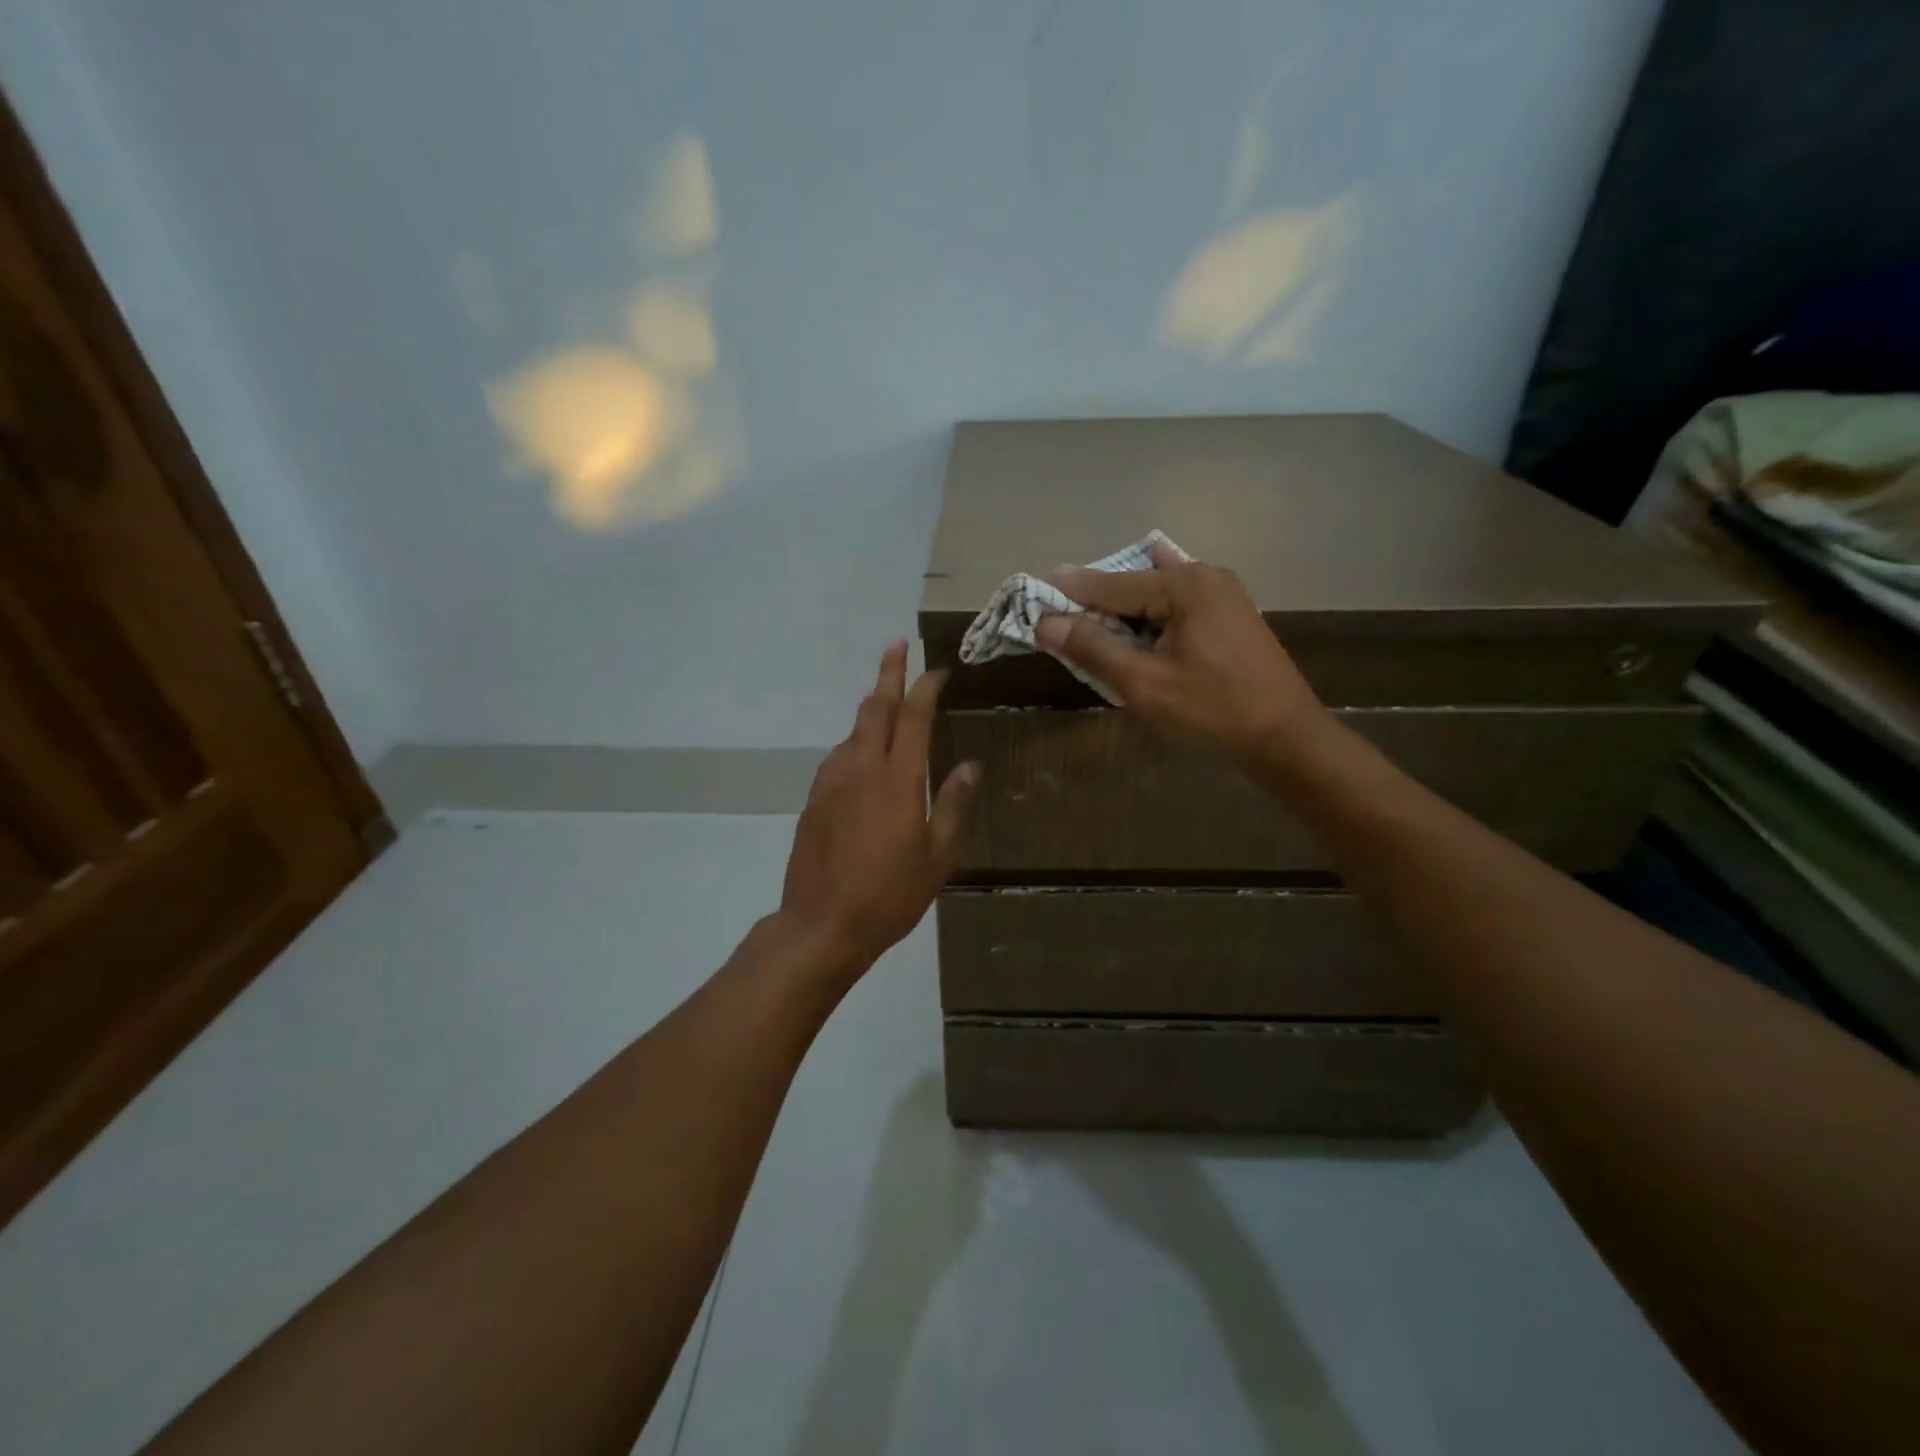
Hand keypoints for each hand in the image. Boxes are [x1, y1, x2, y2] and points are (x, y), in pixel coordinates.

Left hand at [779, 642, 979, 976]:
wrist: (821, 924)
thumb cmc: (890, 895)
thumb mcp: (938, 857)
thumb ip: (953, 805)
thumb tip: (970, 766)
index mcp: (898, 780)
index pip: (913, 717)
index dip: (925, 687)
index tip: (938, 670)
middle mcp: (861, 769)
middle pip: (874, 708)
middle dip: (887, 673)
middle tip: (896, 646)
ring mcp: (831, 782)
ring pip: (852, 731)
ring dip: (870, 709)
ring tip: (884, 698)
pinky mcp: (813, 800)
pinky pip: (838, 757)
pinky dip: (855, 742)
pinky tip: (862, 754)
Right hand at [1036, 540, 1325, 768]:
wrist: (1285, 738)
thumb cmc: (1212, 711)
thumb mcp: (1144, 683)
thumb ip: (1093, 648)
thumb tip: (1046, 622)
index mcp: (1184, 585)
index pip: (1110, 585)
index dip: (1069, 594)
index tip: (1033, 592)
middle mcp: (1205, 577)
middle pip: (1134, 585)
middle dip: (1096, 602)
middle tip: (1057, 615)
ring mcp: (1224, 595)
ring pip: (1155, 595)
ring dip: (1122, 610)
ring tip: (1088, 620)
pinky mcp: (1232, 616)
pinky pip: (1177, 605)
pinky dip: (1150, 613)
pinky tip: (1137, 612)